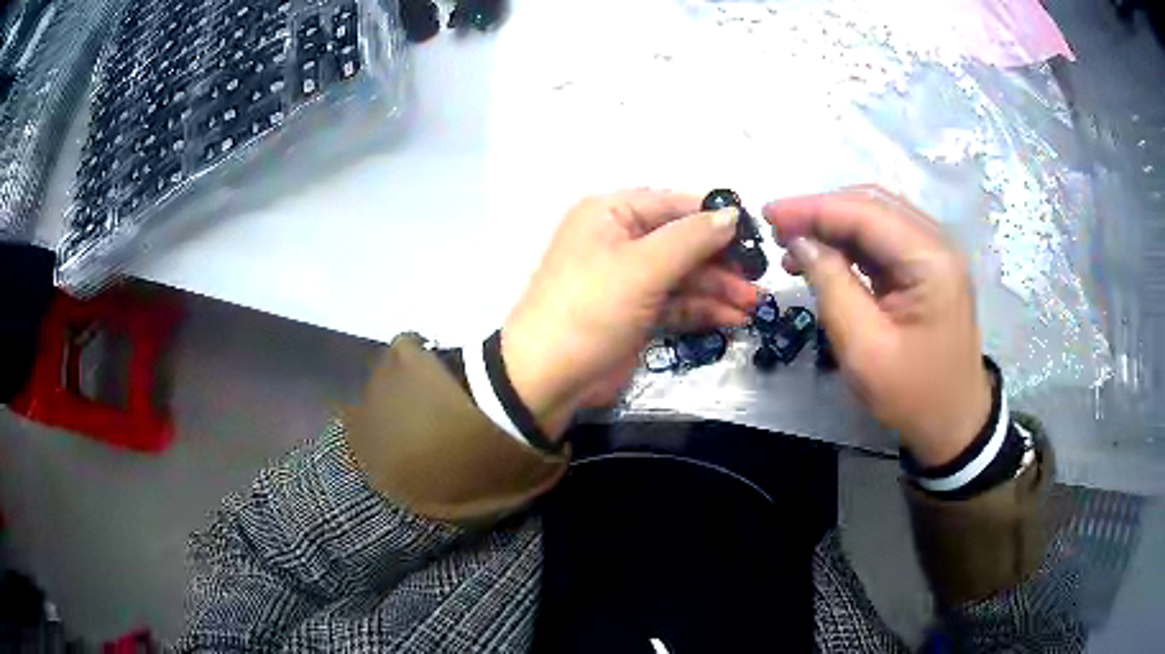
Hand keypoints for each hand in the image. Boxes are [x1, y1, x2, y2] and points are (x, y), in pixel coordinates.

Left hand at [502, 190, 759, 438]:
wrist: (547, 379)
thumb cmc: (590, 309)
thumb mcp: (642, 268)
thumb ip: (691, 238)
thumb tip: (733, 213)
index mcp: (612, 213)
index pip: (674, 204)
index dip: (715, 217)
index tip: (757, 233)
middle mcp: (621, 239)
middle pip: (684, 242)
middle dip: (723, 261)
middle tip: (760, 279)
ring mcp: (630, 279)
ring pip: (684, 276)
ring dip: (719, 289)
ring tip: (755, 306)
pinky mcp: (637, 313)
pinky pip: (677, 303)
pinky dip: (704, 310)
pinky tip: (734, 319)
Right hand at [764, 187, 991, 466]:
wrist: (954, 422)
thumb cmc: (913, 395)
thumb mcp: (865, 349)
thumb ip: (832, 286)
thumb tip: (800, 242)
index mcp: (931, 260)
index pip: (866, 213)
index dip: (813, 208)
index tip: (768, 214)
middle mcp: (937, 243)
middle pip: (872, 205)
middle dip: (821, 211)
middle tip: (777, 227)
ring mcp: (934, 254)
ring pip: (875, 218)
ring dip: (833, 226)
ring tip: (793, 247)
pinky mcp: (926, 268)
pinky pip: (882, 241)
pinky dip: (848, 244)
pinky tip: (822, 258)